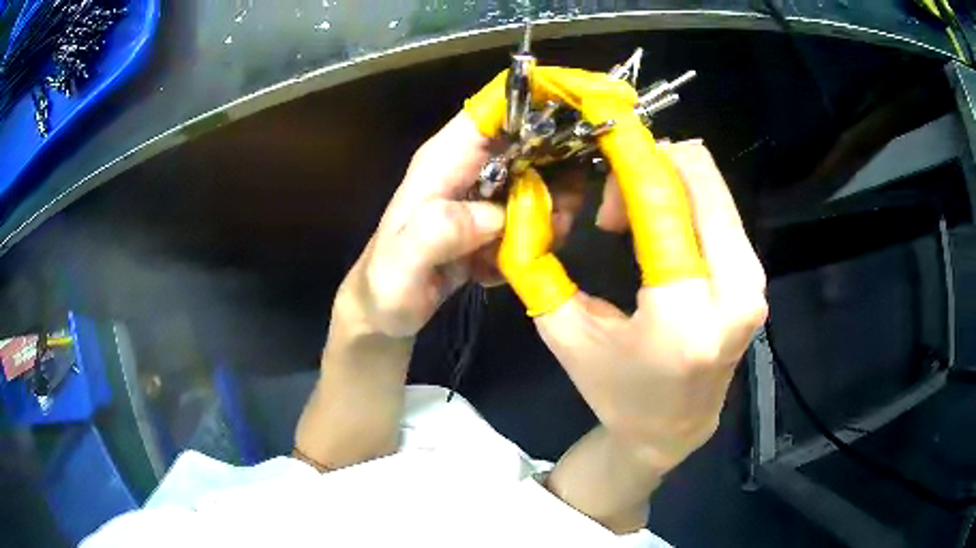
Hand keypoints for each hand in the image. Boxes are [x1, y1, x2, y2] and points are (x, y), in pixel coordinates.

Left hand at [295, 109, 587, 469]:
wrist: (385, 310)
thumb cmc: (385, 287)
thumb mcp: (400, 266)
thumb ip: (433, 234)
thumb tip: (491, 216)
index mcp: (443, 161)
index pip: (492, 110)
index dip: (536, 105)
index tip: (576, 128)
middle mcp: (467, 167)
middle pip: (529, 142)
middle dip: (557, 173)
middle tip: (558, 219)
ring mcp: (481, 193)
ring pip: (538, 179)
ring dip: (549, 213)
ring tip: (532, 249)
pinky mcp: (490, 218)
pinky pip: (531, 214)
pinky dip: (534, 238)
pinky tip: (506, 267)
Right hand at [466, 67, 766, 468]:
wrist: (672, 429)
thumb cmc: (617, 392)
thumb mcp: (566, 335)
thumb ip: (541, 268)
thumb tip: (530, 203)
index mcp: (684, 315)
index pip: (662, 201)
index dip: (632, 150)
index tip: (604, 118)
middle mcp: (736, 291)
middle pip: (699, 176)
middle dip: (648, 166)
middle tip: (611, 203)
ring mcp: (754, 282)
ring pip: (711, 187)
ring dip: (666, 184)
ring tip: (629, 224)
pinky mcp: (756, 279)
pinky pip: (720, 211)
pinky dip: (684, 202)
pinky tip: (658, 233)